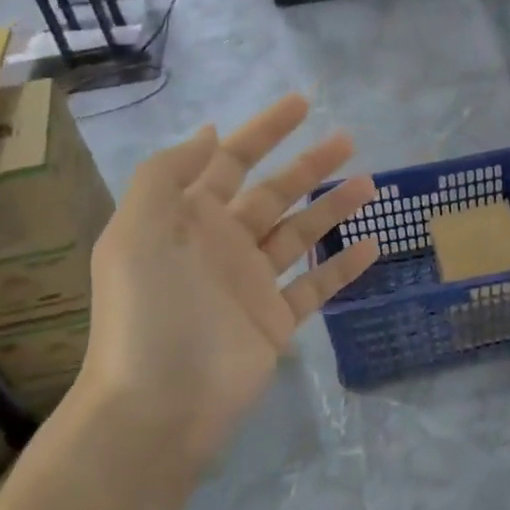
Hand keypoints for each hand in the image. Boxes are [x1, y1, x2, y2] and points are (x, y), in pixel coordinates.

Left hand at [80, 95, 379, 475]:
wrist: (158, 406)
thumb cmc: (148, 311)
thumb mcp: (138, 231)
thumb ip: (167, 175)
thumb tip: (210, 133)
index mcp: (188, 219)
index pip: (231, 161)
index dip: (264, 130)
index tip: (303, 103)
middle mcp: (222, 244)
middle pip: (274, 192)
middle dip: (308, 164)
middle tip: (349, 139)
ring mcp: (251, 284)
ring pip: (300, 234)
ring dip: (333, 207)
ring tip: (370, 184)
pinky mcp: (275, 321)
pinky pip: (315, 286)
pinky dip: (342, 266)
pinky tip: (371, 245)